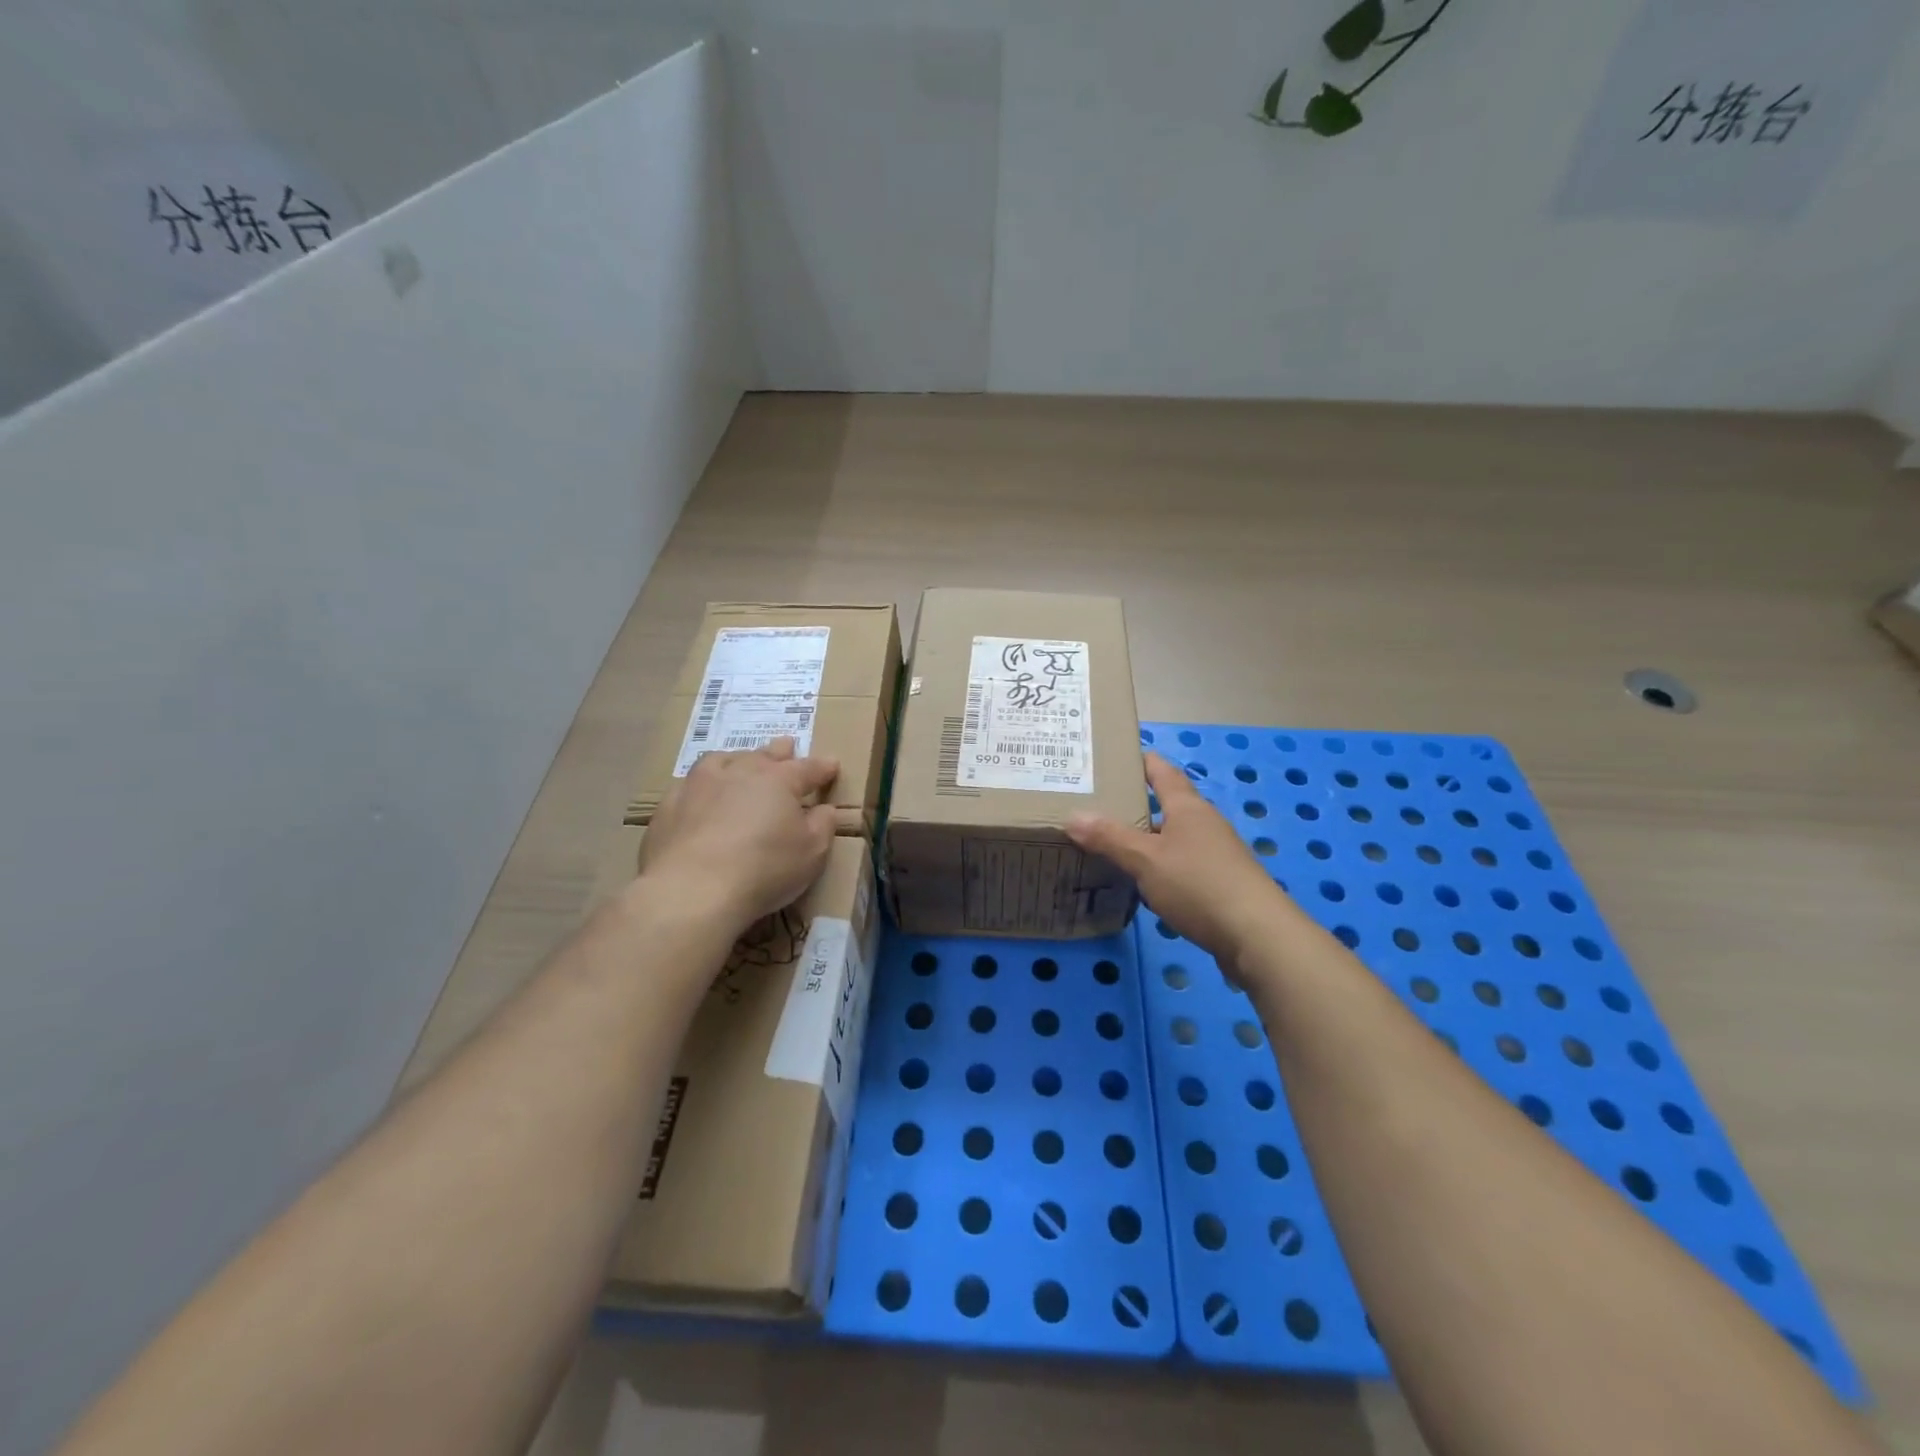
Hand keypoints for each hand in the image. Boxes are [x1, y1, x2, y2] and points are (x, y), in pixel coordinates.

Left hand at [640, 738, 838, 931]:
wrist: (692, 890)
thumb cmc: (764, 869)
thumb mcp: (812, 852)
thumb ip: (823, 826)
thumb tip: (824, 809)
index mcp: (778, 780)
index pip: (807, 768)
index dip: (822, 767)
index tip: (832, 765)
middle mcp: (739, 772)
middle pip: (764, 755)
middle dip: (780, 750)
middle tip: (787, 744)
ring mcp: (699, 785)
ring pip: (721, 760)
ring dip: (736, 759)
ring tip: (739, 761)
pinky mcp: (669, 806)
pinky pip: (689, 785)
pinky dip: (701, 785)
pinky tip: (699, 795)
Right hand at [1066, 751, 1287, 970]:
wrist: (1257, 936)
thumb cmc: (1199, 884)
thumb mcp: (1146, 860)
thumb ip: (1110, 838)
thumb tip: (1073, 816)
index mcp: (1187, 807)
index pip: (1161, 771)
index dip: (1140, 760)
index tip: (1112, 756)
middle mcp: (1204, 823)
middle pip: (1166, 805)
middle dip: (1133, 805)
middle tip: (1095, 807)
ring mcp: (1215, 854)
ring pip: (1172, 838)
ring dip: (1145, 840)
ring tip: (1108, 846)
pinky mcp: (1220, 884)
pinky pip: (1181, 866)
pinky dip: (1158, 868)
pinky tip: (1140, 884)